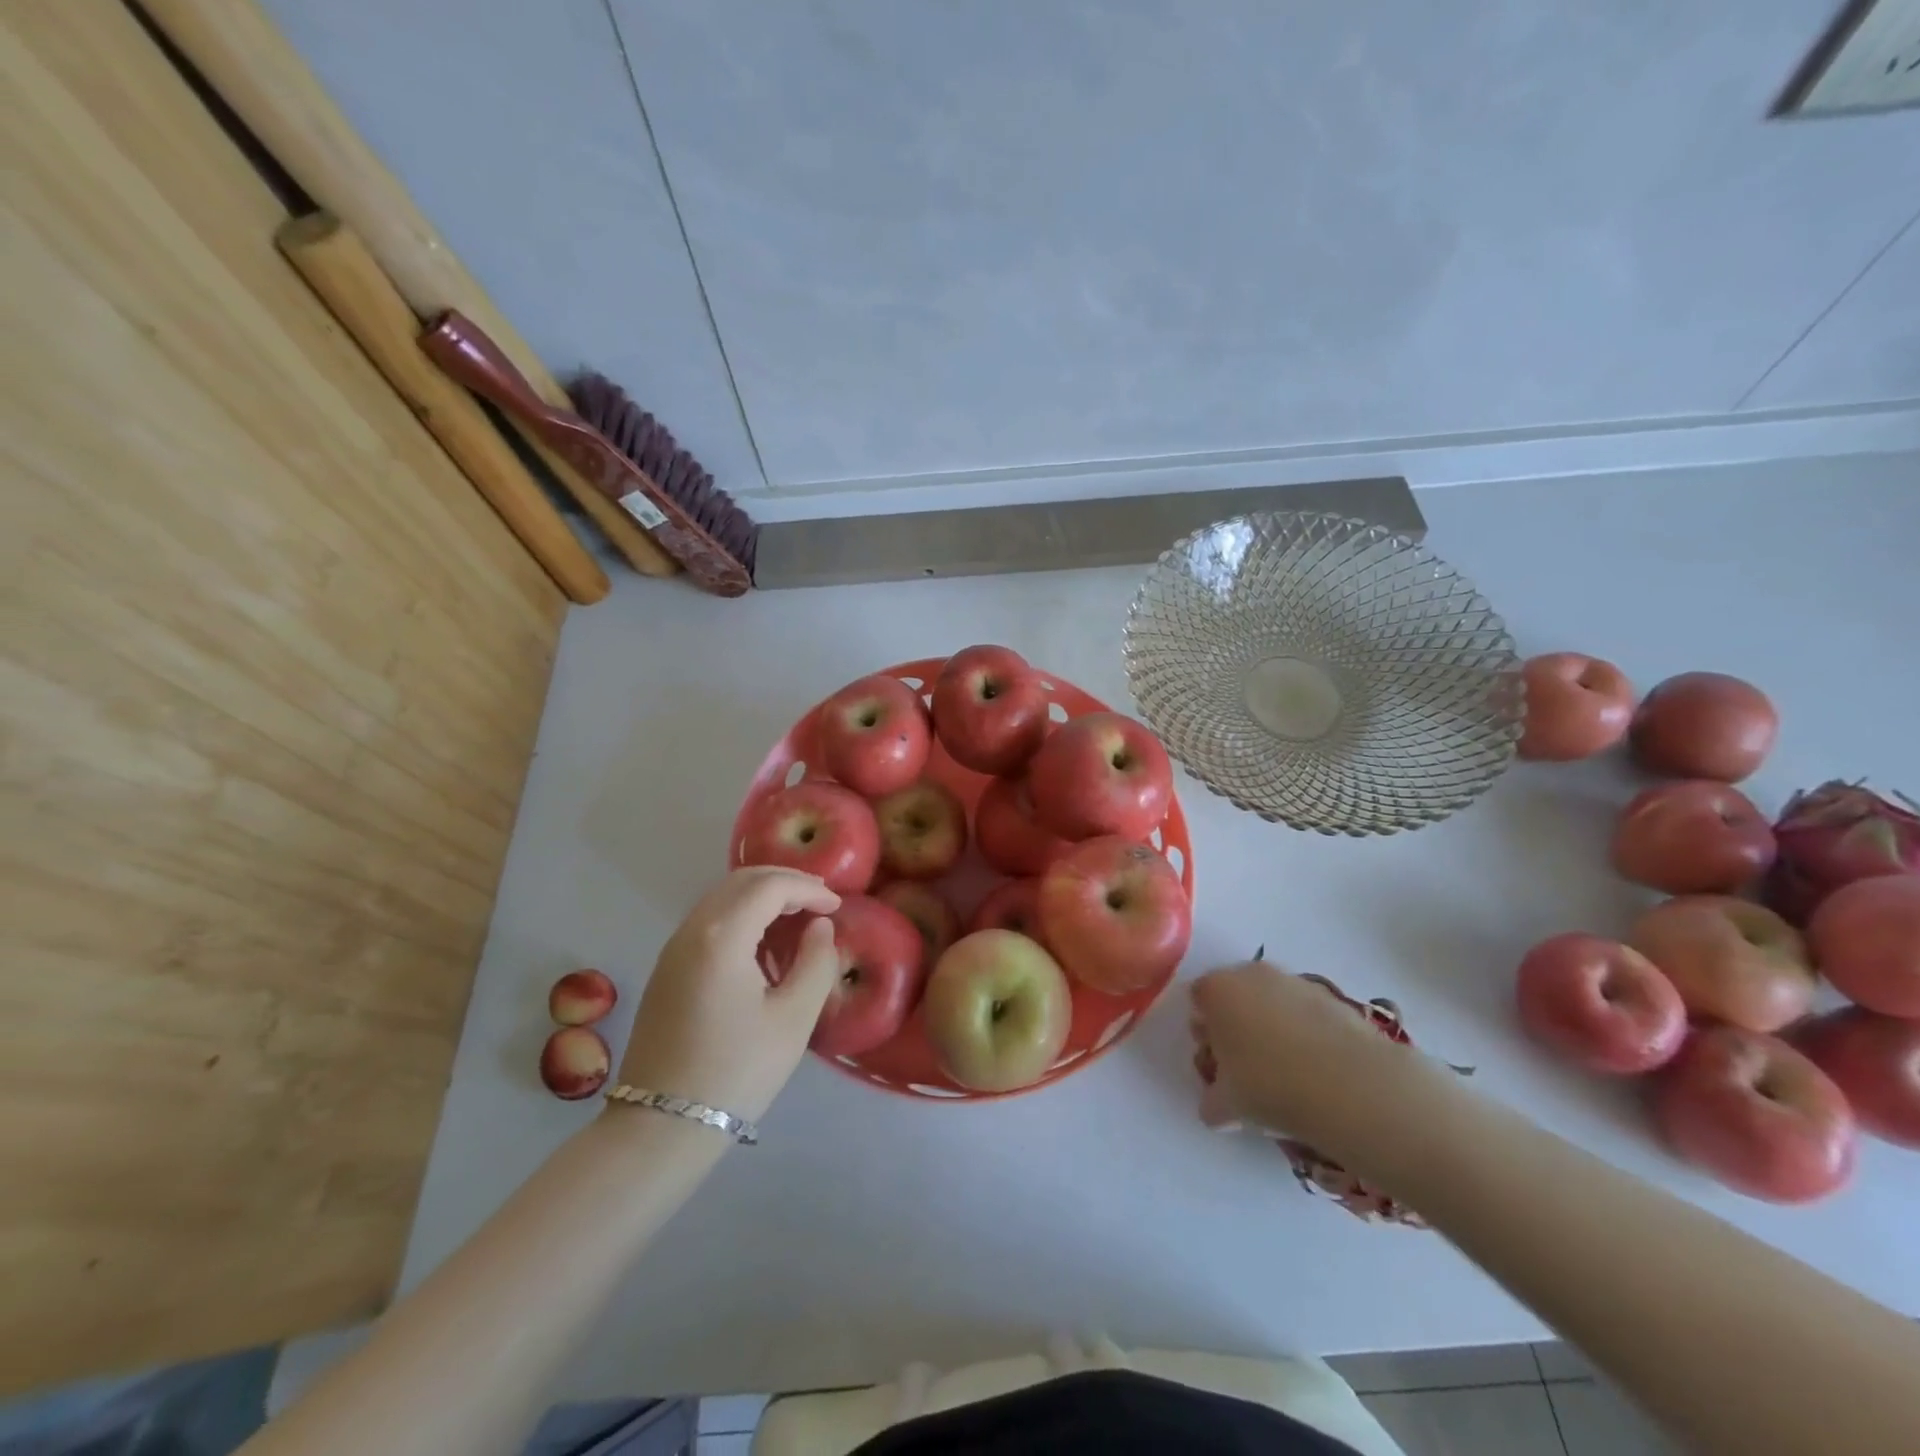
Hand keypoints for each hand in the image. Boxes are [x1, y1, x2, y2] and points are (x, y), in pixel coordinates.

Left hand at [614, 868, 842, 1121]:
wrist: (661, 1126)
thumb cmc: (736, 1071)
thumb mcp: (793, 1018)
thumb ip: (816, 962)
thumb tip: (820, 927)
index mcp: (722, 936)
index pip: (770, 886)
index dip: (809, 888)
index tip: (837, 905)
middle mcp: (692, 930)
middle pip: (742, 881)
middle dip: (785, 882)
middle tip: (820, 901)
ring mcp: (673, 949)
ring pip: (722, 898)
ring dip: (762, 897)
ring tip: (797, 918)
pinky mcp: (666, 969)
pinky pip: (708, 921)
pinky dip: (741, 915)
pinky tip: (763, 944)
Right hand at [1190, 958, 1422, 1138]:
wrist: (1351, 1087)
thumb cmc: (1271, 1087)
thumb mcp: (1227, 1106)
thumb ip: (1212, 1101)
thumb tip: (1215, 1106)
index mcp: (1217, 990)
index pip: (1198, 1000)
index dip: (1204, 1032)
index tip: (1217, 1064)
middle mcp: (1251, 974)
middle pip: (1235, 995)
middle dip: (1237, 1025)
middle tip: (1247, 1068)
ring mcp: (1295, 981)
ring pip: (1272, 1001)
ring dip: (1272, 1028)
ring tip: (1288, 1073)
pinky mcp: (1333, 997)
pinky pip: (1306, 1011)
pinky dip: (1306, 1032)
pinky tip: (1318, 1070)